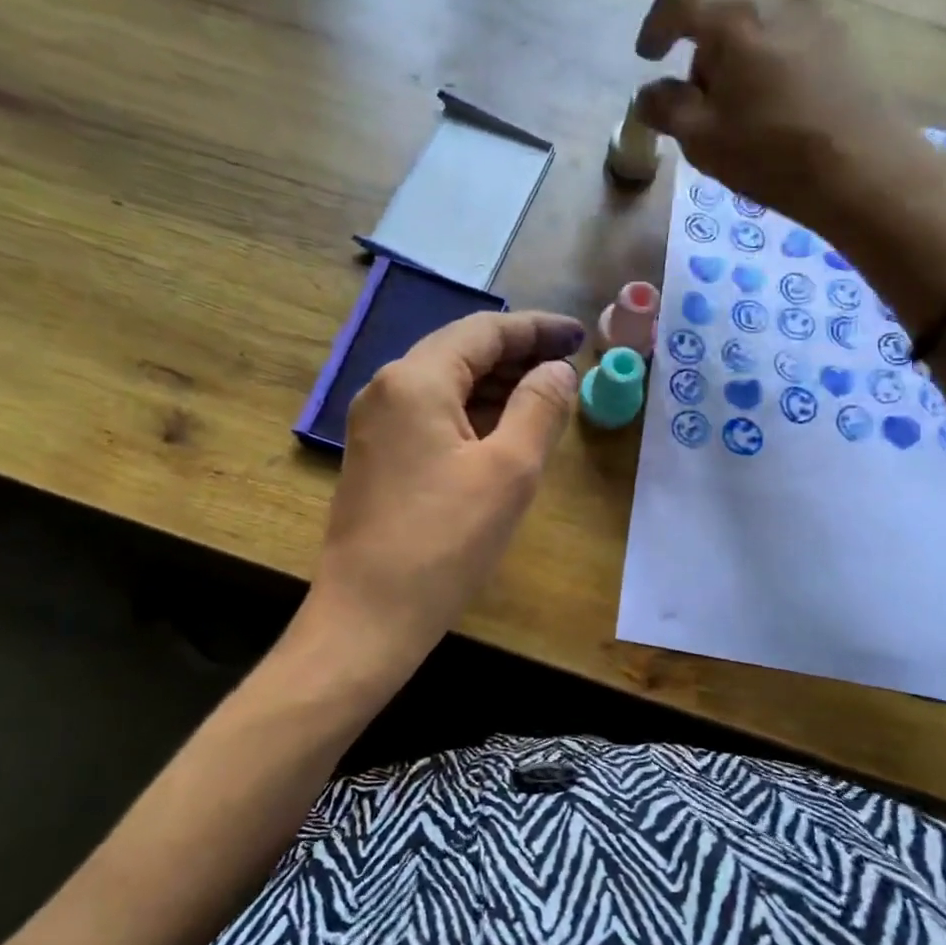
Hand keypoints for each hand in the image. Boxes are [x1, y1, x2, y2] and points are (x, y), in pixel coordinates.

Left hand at [303, 310, 584, 670]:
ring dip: (495, 385)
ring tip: (545, 397)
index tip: (579, 336)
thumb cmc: (444, 542)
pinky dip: (470, 414)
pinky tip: (502, 431)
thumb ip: (540, 408)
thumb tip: (557, 370)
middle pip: (460, 352)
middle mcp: (386, 389)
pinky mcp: (375, 456)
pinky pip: (429, 416)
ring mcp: (374, 424)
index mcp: (415, 380)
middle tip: (568, 367)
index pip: (483, 331)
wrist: (367, 616)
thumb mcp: (509, 471)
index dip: (536, 328)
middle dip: (517, 355)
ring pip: (444, 384)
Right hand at [633, 0, 945, 321]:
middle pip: (722, 12)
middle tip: (700, 103)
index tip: (647, 58)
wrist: (864, 170)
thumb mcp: (702, 139)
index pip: (677, 1)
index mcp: (734, 15)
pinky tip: (777, 105)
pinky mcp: (847, 32)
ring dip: (739, 58)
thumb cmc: (771, 154)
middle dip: (702, 53)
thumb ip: (665, 109)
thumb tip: (649, 94)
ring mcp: (820, 8)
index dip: (654, 28)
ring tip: (743, 109)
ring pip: (759, 24)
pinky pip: (791, 36)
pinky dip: (772, 62)